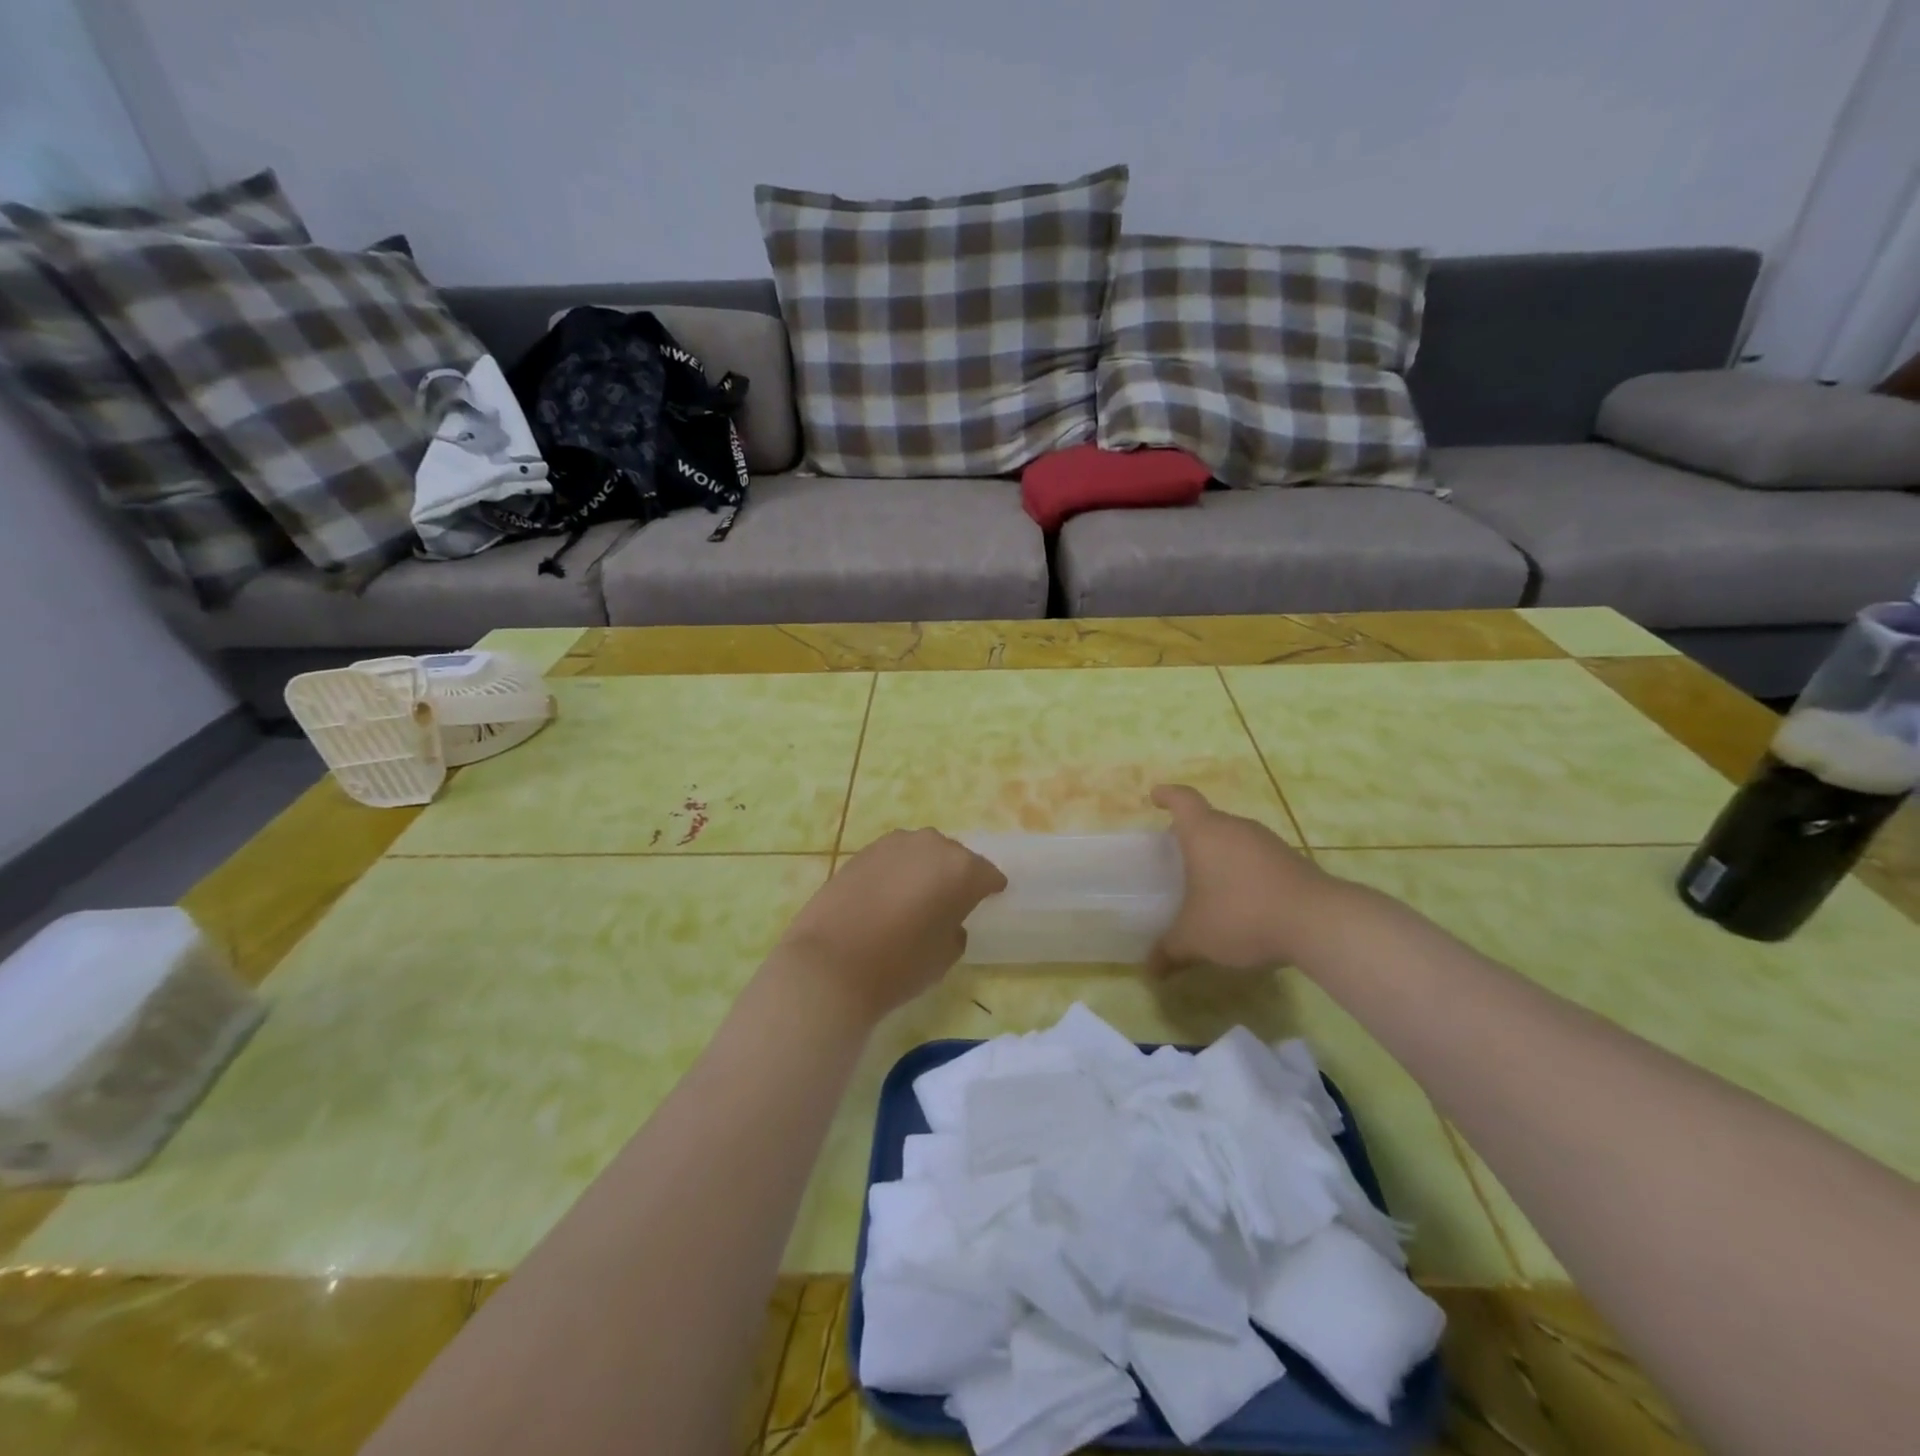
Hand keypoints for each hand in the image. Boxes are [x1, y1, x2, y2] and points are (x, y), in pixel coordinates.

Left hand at [774, 829, 1007, 1022]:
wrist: (830, 964)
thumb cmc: (899, 965)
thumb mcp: (945, 956)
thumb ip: (956, 929)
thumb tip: (949, 920)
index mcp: (961, 869)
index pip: (987, 874)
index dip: (990, 889)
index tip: (990, 901)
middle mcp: (931, 845)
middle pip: (954, 856)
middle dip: (956, 875)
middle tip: (952, 901)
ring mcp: (893, 844)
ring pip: (921, 852)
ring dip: (925, 868)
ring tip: (918, 896)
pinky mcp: (862, 851)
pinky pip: (893, 858)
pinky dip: (897, 871)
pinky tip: (889, 895)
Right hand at [1150, 784, 1340, 972]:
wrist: (1318, 922)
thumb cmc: (1241, 915)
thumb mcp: (1196, 938)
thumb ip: (1170, 950)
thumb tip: (1151, 970)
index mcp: (1204, 832)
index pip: (1182, 800)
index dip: (1167, 796)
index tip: (1156, 797)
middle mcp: (1236, 828)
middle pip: (1209, 820)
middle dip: (1191, 834)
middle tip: (1177, 854)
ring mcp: (1268, 843)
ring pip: (1235, 839)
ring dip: (1221, 854)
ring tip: (1209, 881)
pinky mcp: (1293, 861)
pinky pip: (1257, 858)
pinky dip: (1245, 871)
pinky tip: (1243, 899)